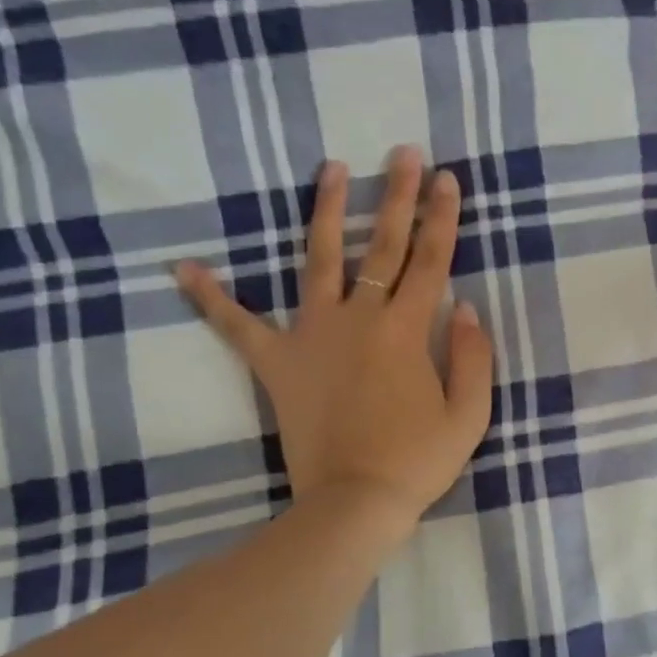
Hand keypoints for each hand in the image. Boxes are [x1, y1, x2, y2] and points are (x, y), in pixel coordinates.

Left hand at [174, 145, 493, 529]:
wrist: (354, 503)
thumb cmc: (417, 462)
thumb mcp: (469, 415)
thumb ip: (473, 356)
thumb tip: (465, 307)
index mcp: (408, 331)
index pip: (431, 261)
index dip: (443, 218)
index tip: (448, 180)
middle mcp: (360, 319)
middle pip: (382, 246)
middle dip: (397, 196)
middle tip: (403, 153)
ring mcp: (313, 336)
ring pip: (318, 261)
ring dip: (326, 212)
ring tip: (331, 169)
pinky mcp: (277, 363)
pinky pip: (238, 325)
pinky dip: (211, 298)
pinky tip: (183, 268)